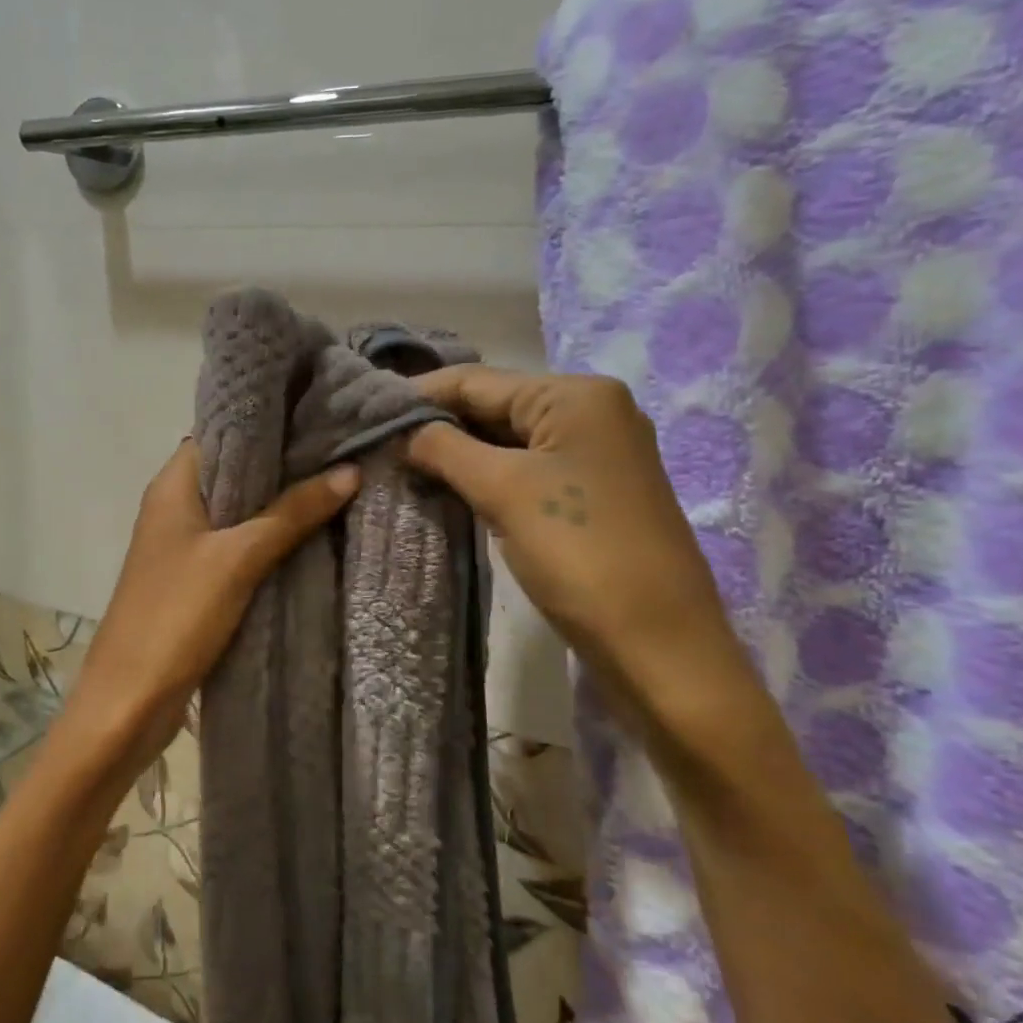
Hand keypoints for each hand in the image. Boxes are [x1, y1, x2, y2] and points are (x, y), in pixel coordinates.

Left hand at [72, 439, 360, 760]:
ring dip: (280, 504)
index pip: (222, 431)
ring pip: (239, 511)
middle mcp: (175, 506)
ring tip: (340, 485)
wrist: (129, 700)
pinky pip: (238, 547)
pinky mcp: (195, 581)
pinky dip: (270, 540)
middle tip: (344, 451)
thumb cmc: (175, 615)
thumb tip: (349, 471)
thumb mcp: (238, 558)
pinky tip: (313, 537)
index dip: (269, 423)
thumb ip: (291, 513)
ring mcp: (184, 546)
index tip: (322, 415)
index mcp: (172, 485)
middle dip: (285, 464)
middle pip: (235, 471)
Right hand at [404, 365, 746, 714]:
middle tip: (377, 441)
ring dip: (457, 452)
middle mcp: (591, 412)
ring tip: (399, 463)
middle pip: (495, 406)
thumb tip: (400, 431)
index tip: (365, 408)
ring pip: (507, 441)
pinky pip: (525, 470)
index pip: (478, 380)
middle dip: (437, 424)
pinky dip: (484, 475)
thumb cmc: (579, 552)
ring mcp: (595, 455)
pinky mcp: (591, 494)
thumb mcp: (503, 490)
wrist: (657, 642)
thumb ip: (445, 449)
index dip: (419, 393)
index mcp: (576, 395)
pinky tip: (445, 487)